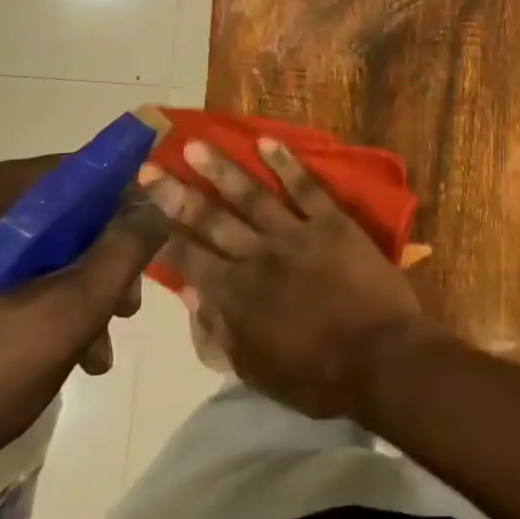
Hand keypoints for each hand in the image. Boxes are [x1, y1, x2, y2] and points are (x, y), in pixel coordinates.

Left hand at [0, 156, 165, 492]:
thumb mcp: (68, 312)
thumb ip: (124, 248)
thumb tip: (166, 194)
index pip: (77, 173)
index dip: (124, 208)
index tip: (147, 255)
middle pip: (60, 215)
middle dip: (101, 261)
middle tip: (125, 310)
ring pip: (38, 249)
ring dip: (78, 290)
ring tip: (97, 348)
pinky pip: (7, 275)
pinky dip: (41, 304)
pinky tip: (63, 354)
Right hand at [141, 138, 434, 418]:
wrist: (379, 358)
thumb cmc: (316, 377)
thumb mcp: (255, 370)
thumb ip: (219, 332)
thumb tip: (190, 295)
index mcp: (236, 295)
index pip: (189, 258)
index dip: (161, 232)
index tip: (140, 208)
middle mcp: (258, 256)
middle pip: (211, 220)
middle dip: (177, 195)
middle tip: (150, 168)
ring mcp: (295, 234)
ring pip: (251, 195)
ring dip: (221, 169)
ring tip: (195, 145)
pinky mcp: (331, 222)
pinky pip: (305, 187)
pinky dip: (285, 163)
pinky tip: (266, 141)